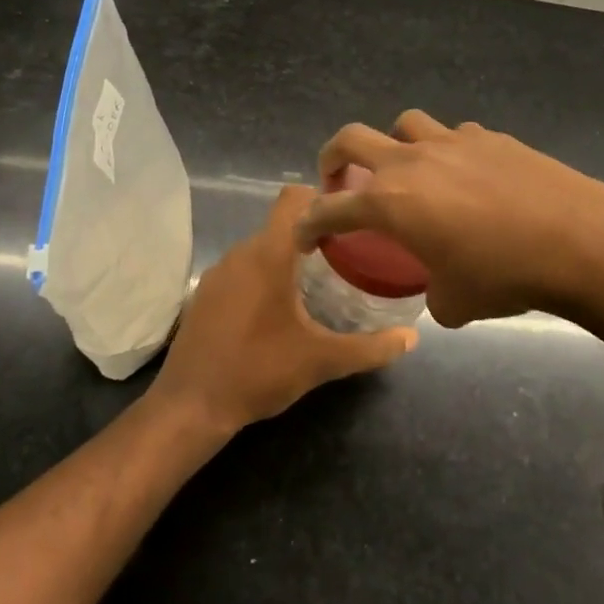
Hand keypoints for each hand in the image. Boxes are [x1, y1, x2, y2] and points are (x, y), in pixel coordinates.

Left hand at [149, 186, 417, 435]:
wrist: (190, 407)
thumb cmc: (259, 372)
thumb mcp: (321, 361)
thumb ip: (370, 348)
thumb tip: (412, 338)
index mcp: (269, 254)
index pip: (294, 197)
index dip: (322, 198)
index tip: (350, 218)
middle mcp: (241, 252)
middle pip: (282, 224)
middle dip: (313, 233)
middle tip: (347, 255)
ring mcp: (218, 272)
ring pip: (261, 247)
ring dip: (287, 257)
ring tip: (318, 282)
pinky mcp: (205, 294)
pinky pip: (242, 269)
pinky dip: (263, 276)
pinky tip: (278, 309)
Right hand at [298, 111, 603, 326]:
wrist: (577, 240)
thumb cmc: (505, 275)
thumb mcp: (456, 304)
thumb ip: (433, 295)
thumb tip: (438, 291)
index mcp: (391, 202)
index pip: (331, 209)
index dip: (310, 224)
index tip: (305, 236)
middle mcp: (412, 161)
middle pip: (352, 138)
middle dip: (333, 158)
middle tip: (338, 180)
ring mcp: (452, 142)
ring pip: (404, 125)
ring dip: (393, 145)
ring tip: (408, 171)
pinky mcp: (489, 137)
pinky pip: (453, 136)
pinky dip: (447, 151)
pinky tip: (466, 176)